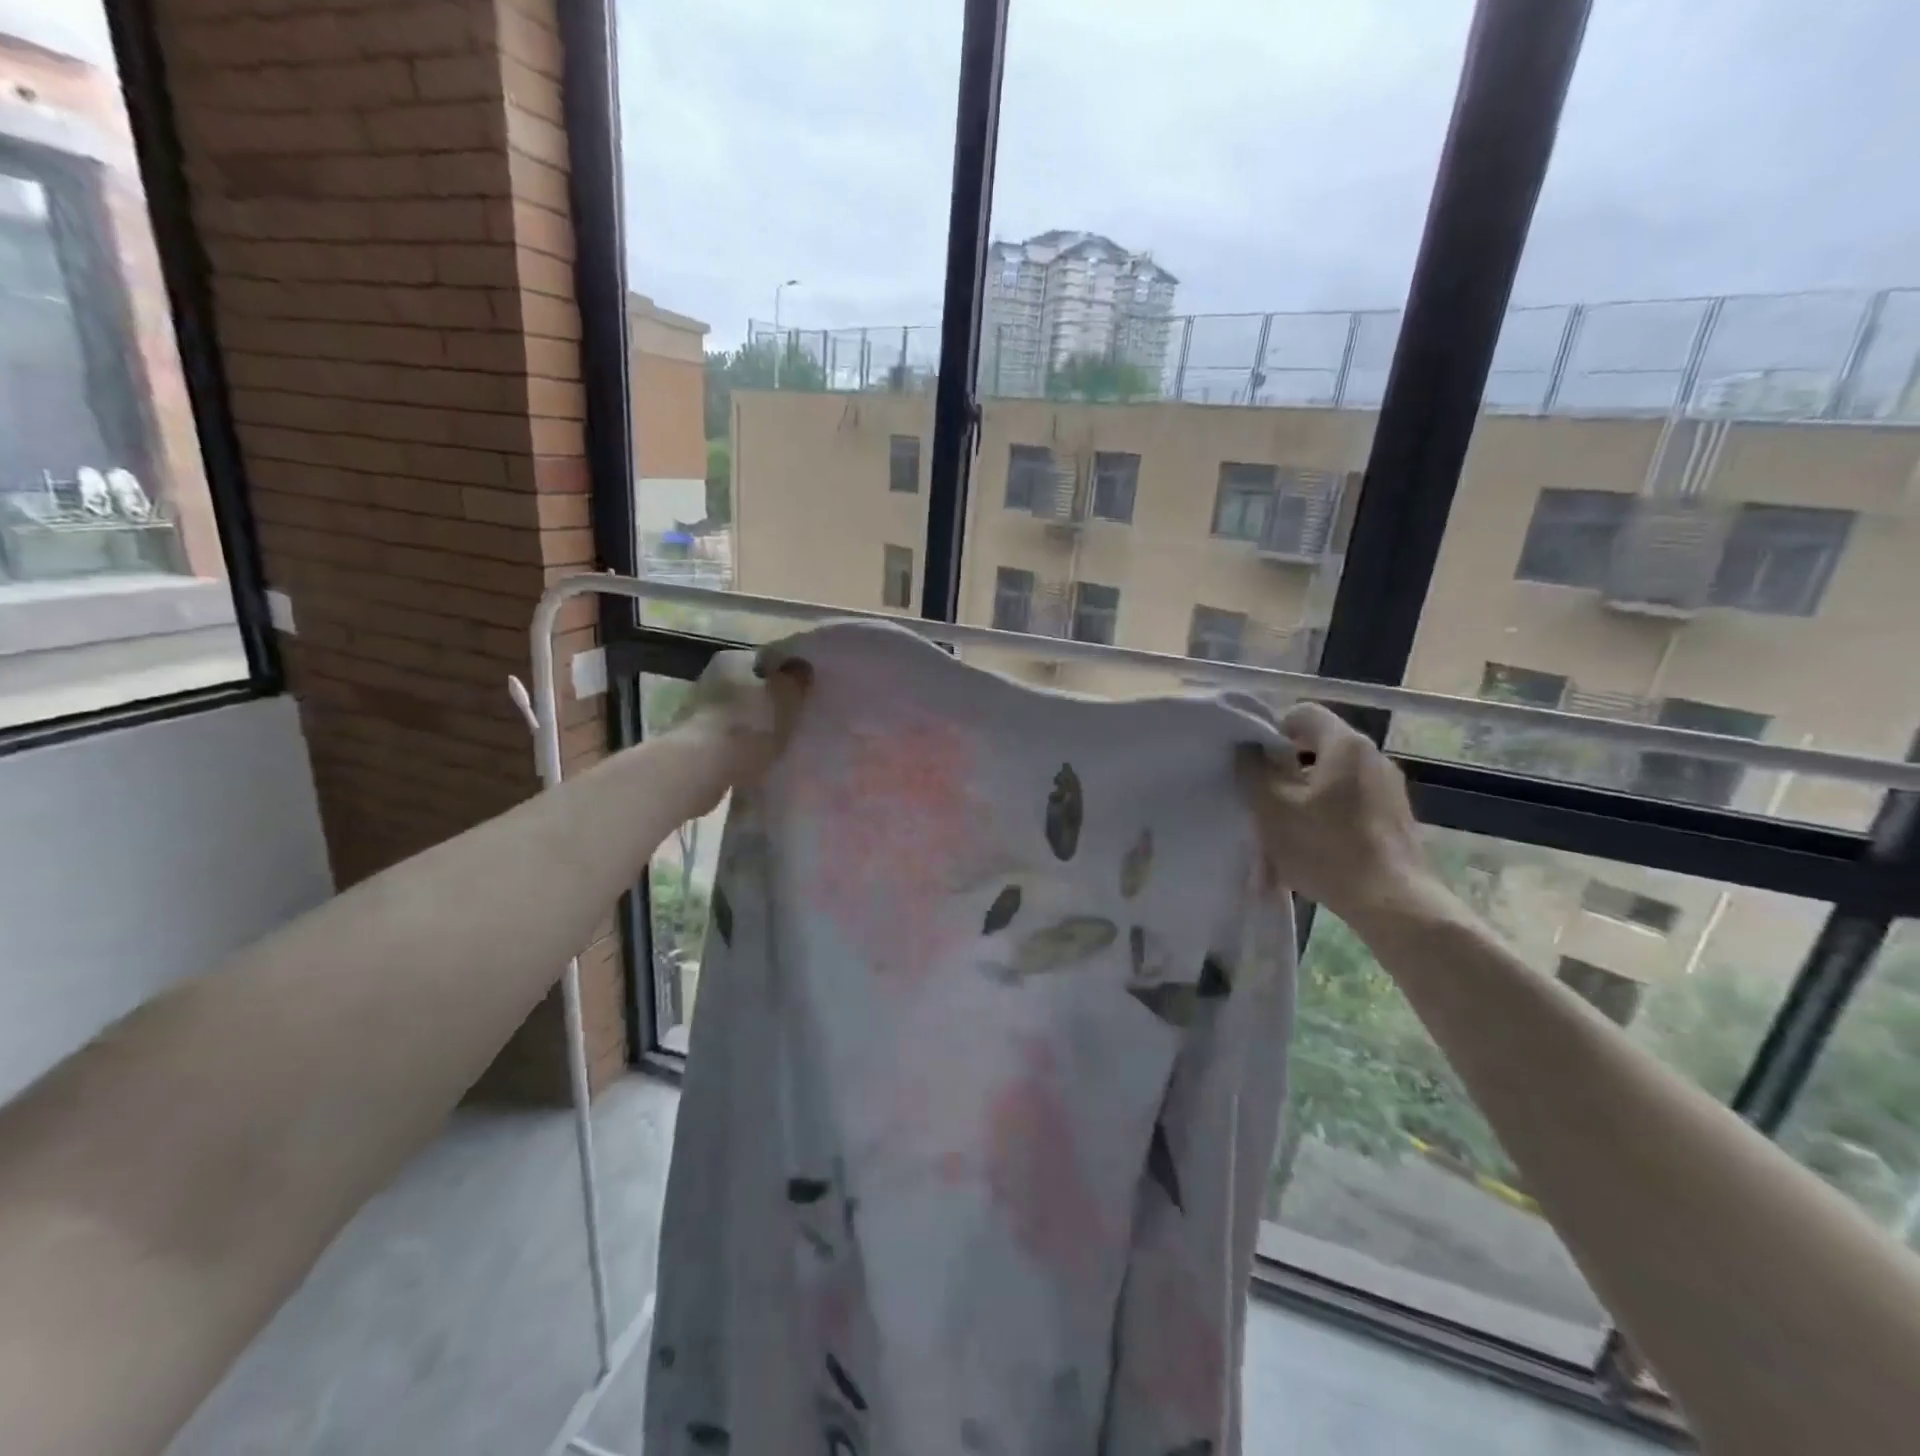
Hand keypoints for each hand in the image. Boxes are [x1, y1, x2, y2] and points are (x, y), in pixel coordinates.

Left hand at [671, 647, 810, 812]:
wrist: (701, 767)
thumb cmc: (750, 724)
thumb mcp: (786, 698)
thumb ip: (795, 680)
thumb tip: (801, 668)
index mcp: (733, 658)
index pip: (764, 661)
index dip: (784, 677)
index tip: (799, 696)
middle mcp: (710, 677)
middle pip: (747, 687)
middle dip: (765, 702)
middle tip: (789, 721)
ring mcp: (695, 710)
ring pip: (733, 714)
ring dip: (749, 726)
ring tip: (773, 745)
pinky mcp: (688, 742)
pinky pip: (722, 740)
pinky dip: (736, 747)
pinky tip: (751, 761)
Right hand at [1237, 702, 1440, 929]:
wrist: (1392, 901)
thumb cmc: (1326, 847)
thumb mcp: (1272, 808)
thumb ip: (1253, 769)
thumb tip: (1248, 748)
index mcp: (1345, 744)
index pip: (1303, 713)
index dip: (1272, 730)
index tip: (1256, 762)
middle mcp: (1374, 756)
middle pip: (1320, 744)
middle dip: (1289, 764)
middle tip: (1265, 794)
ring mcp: (1390, 787)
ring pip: (1336, 774)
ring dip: (1308, 789)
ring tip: (1289, 823)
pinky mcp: (1397, 816)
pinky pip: (1354, 799)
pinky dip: (1331, 810)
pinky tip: (1318, 842)